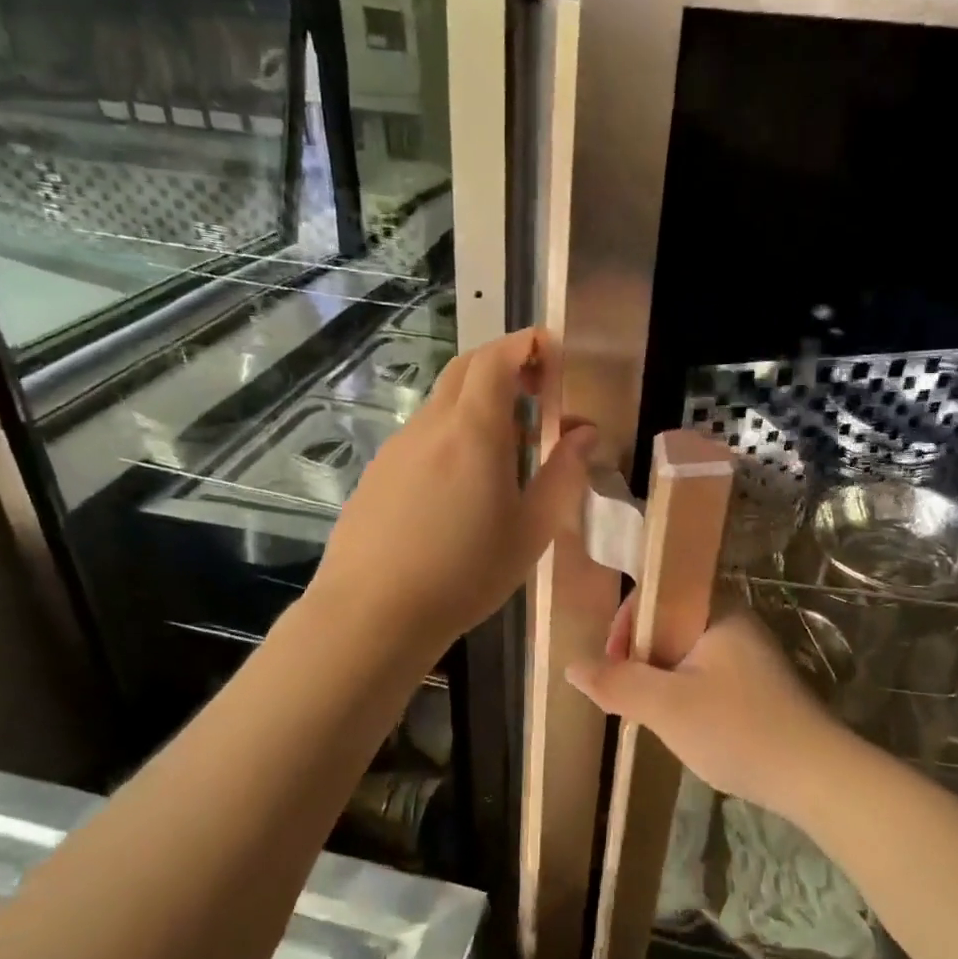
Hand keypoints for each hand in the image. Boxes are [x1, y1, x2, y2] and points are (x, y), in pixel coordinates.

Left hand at [311, 328, 594, 658]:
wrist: (372, 614)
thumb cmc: (465, 573)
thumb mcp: (531, 530)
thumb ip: (563, 473)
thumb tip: (585, 433)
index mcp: (474, 429)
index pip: (498, 357)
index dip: (528, 344)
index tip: (555, 353)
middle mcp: (432, 424)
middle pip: (467, 368)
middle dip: (505, 364)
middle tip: (538, 392)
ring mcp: (398, 446)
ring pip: (443, 402)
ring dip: (479, 403)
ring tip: (507, 450)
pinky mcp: (378, 472)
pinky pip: (423, 434)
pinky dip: (452, 433)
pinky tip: (461, 485)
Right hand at [566, 597, 855, 824]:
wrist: (816, 777)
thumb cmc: (737, 729)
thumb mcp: (666, 707)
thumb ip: (617, 684)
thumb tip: (572, 667)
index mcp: (717, 610)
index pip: (656, 594)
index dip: (625, 625)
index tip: (612, 666)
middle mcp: (735, 622)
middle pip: (668, 624)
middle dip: (640, 659)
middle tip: (628, 698)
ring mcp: (750, 655)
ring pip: (685, 654)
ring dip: (661, 680)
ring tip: (652, 716)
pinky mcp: (758, 686)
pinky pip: (706, 675)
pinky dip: (685, 694)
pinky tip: (685, 727)